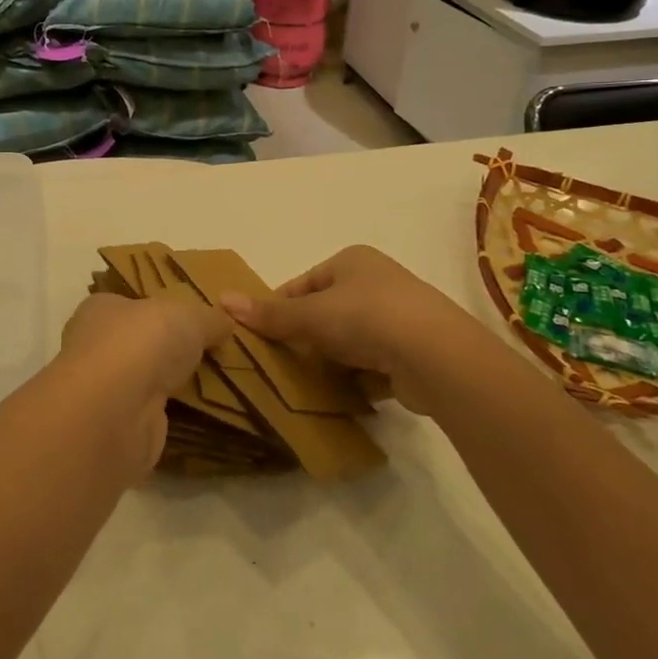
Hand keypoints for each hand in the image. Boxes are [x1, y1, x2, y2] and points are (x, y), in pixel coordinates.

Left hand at [55, 292, 228, 470]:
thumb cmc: (142, 343)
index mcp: (100, 309)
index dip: (157, 311)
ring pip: (141, 381)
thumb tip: (226, 322)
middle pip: (134, 345)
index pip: (128, 305)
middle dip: (164, 351)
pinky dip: (168, 415)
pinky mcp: (115, 427)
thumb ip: (209, 318)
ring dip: (167, 385)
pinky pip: (148, 414)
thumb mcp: (189, 316)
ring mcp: (102, 390)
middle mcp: (94, 347)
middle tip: (206, 355)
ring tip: (210, 385)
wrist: (115, 411)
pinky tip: (196, 415)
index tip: (189, 322)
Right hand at [221, 246, 499, 415]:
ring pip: (350, 341)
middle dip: (306, 338)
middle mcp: (377, 283)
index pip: (304, 284)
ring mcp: (399, 319)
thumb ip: (270, 314)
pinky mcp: (413, 354)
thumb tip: (221, 300)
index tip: (262, 335)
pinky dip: (358, 380)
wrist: (436, 356)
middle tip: (281, 363)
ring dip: (332, 361)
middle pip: (327, 313)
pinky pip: (374, 366)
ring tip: (307, 385)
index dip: (281, 308)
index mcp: (352, 261)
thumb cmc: (366, 317)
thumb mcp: (310, 314)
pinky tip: (343, 397)